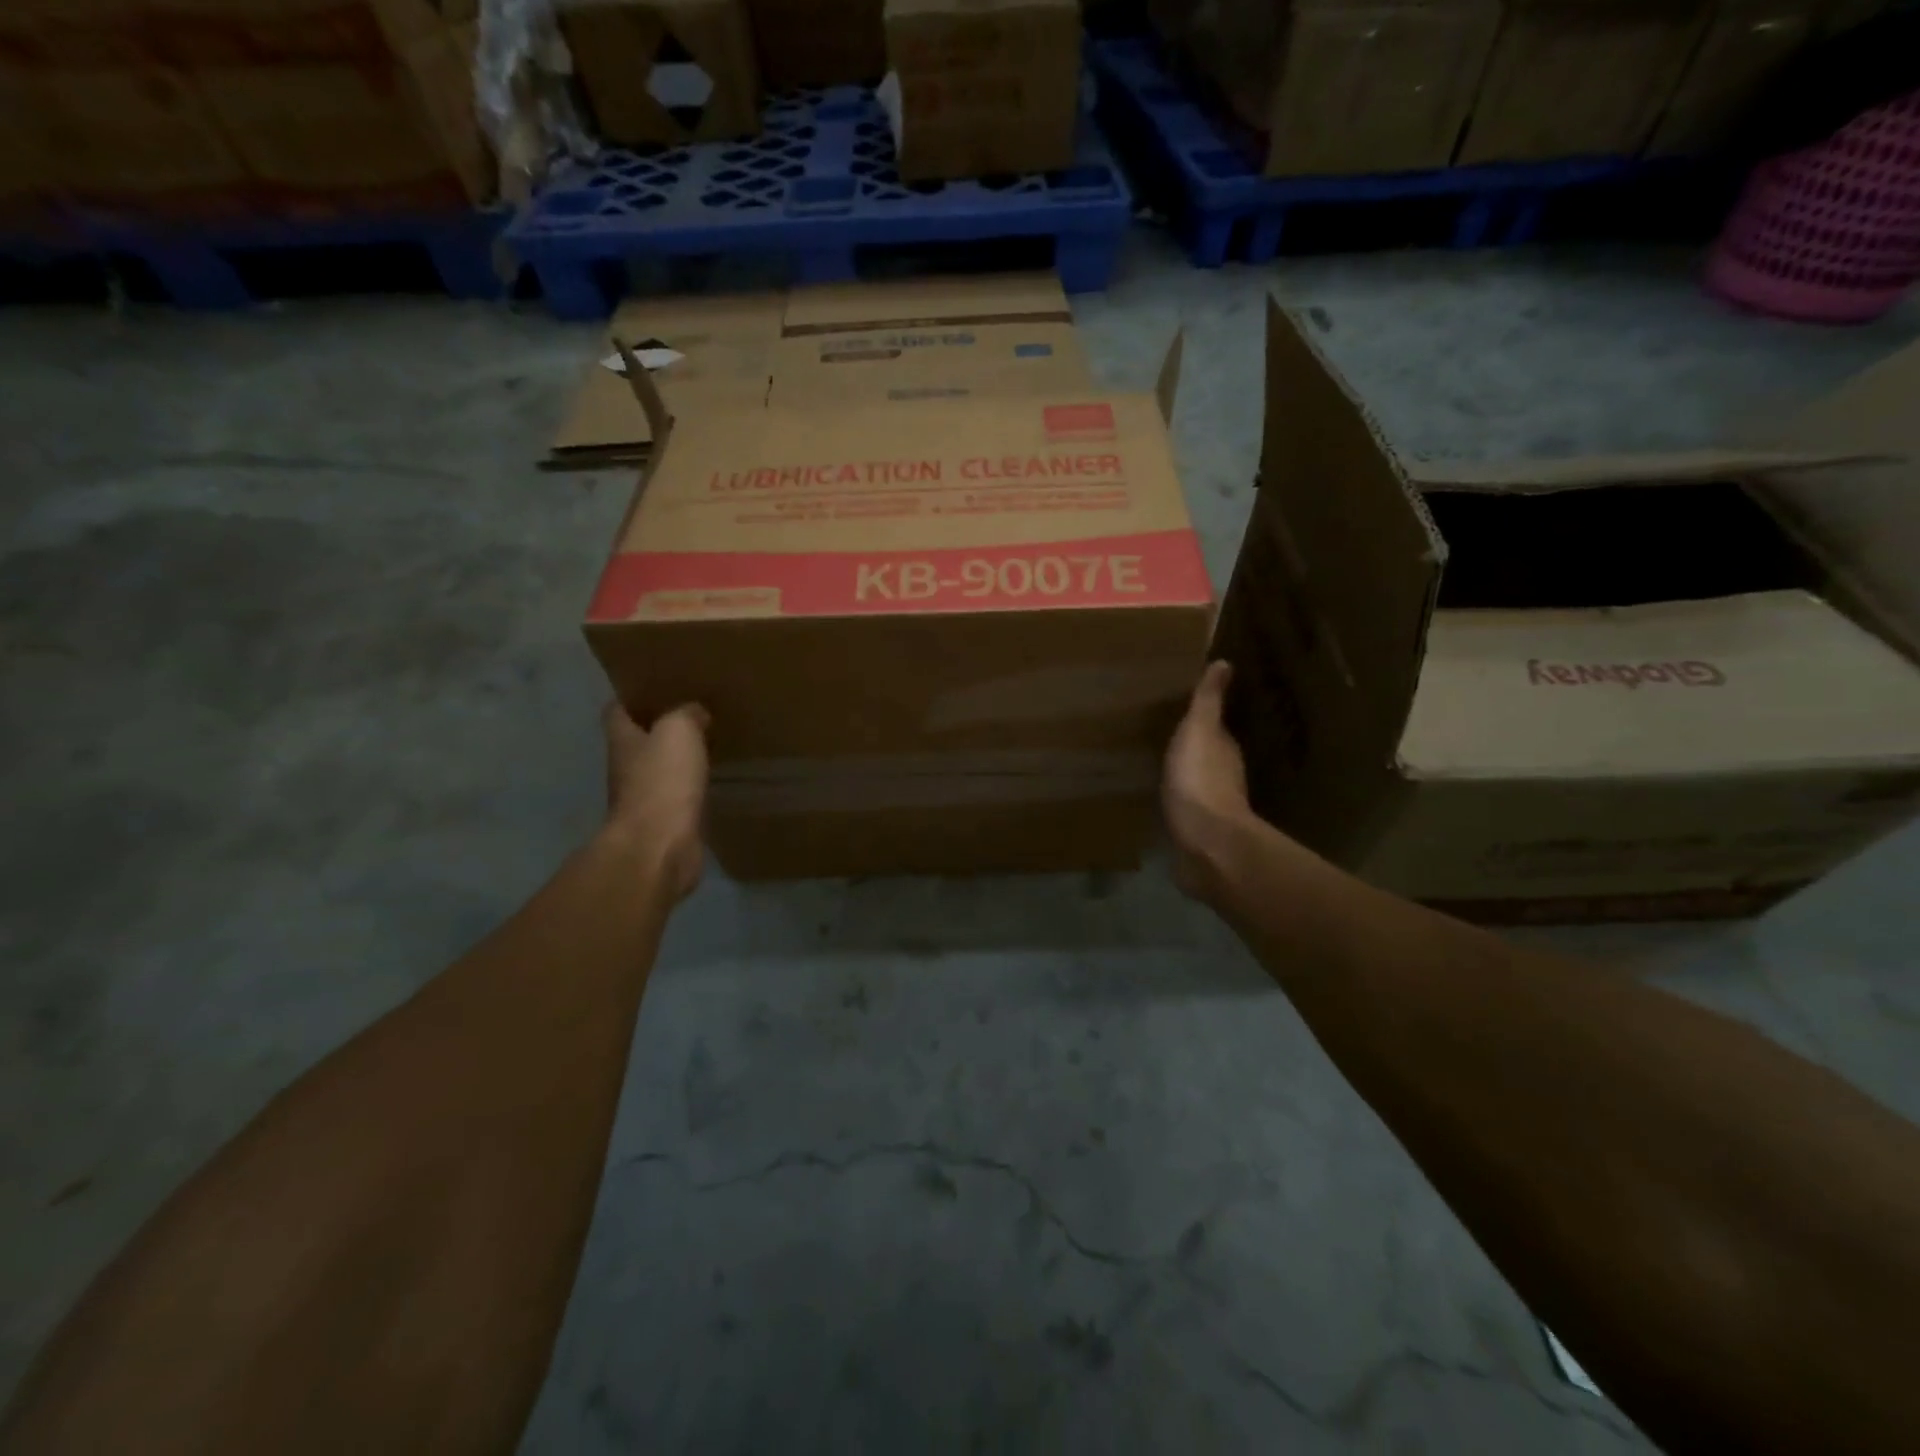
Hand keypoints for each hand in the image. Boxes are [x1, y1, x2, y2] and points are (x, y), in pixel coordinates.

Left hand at [603, 701, 710, 901]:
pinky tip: (710, 782)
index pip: (617, 712)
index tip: (658, 690)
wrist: (660, 846)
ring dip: (676, 761)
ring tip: (706, 746)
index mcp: (623, 741)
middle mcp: (626, 768)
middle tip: (692, 716)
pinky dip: (690, 789)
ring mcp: (643, 800)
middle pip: (638, 742)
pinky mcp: (664, 824)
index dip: (633, 699)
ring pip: (658, 771)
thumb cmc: (662, 781)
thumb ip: (686, 714)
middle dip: (659, 730)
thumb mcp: (678, 730)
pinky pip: (677, 798)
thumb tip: (695, 713)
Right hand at [1163, 662, 1254, 903]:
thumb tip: (1225, 663)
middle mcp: (1223, 775)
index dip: (1199, 719)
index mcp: (1224, 749)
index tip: (1179, 711)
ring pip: (1195, 781)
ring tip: (1156, 765)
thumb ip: (1208, 701)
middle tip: (1161, 735)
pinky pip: (1183, 808)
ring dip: (1182, 774)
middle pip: (1205, 755)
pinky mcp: (1196, 831)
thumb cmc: (1200, 780)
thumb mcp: (1199, 731)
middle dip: (1189, 747)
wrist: (1205, 842)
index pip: (1213, 728)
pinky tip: (1158, 798)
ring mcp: (1211, 806)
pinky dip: (1175, 800)